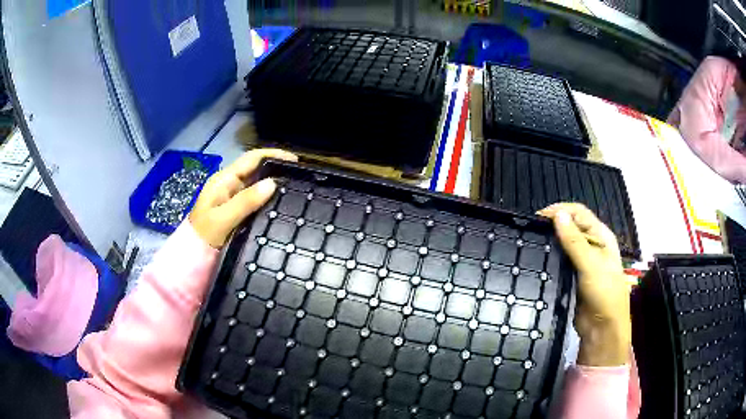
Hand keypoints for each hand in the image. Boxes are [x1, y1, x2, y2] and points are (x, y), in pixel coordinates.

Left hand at [189, 149, 297, 247]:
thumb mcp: (223, 219)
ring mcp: (232, 196)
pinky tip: (280, 202)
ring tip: (295, 188)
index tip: (294, 160)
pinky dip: (268, 196)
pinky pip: (254, 197)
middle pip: (255, 168)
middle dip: (276, 167)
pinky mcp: (235, 208)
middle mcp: (229, 184)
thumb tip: (273, 183)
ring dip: (273, 182)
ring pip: (256, 183)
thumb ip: (246, 201)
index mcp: (224, 180)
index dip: (273, 155)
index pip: (251, 159)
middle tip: (299, 176)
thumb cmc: (204, 236)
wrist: (192, 255)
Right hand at [537, 203, 631, 366]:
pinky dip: (552, 257)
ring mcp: (583, 262)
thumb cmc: (603, 293)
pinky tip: (539, 259)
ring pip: (565, 244)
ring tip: (532, 243)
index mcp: (601, 236)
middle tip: (532, 231)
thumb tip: (557, 214)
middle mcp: (593, 245)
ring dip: (552, 242)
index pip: (579, 213)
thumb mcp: (591, 265)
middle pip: (572, 226)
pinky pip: (561, 261)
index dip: (561, 210)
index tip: (538, 217)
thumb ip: (574, 241)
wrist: (602, 328)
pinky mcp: (574, 276)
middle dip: (554, 225)